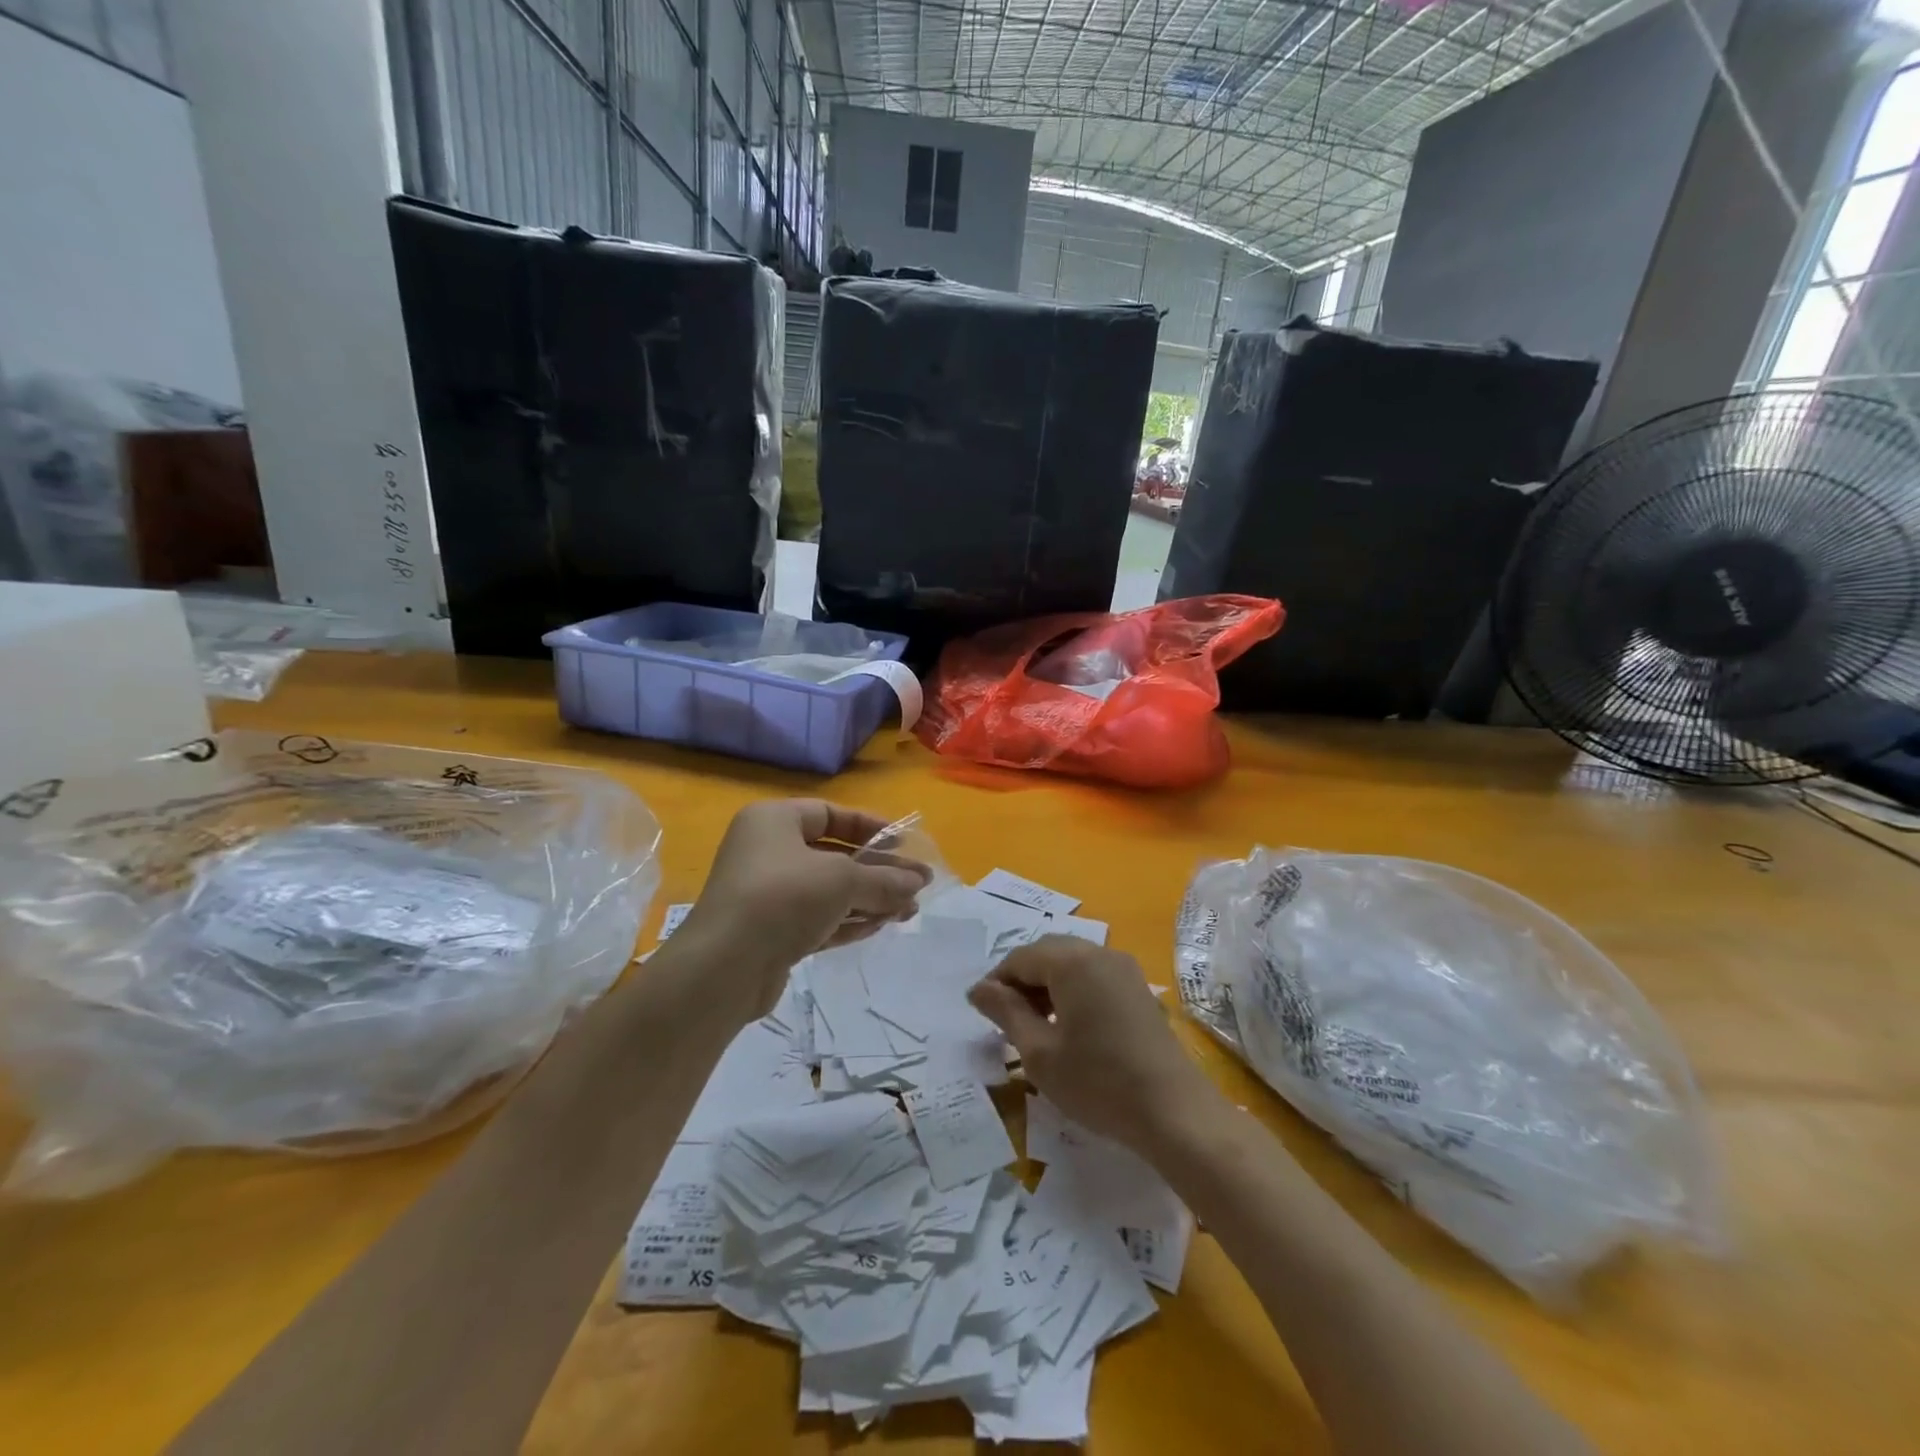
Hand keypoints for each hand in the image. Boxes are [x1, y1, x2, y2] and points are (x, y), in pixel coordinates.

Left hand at [676, 800, 929, 1022]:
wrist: (724, 967)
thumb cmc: (784, 898)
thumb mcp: (843, 880)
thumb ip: (885, 879)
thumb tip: (918, 882)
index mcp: (774, 821)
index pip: (829, 813)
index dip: (869, 826)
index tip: (903, 843)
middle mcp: (766, 851)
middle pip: (833, 855)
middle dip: (877, 871)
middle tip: (917, 886)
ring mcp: (766, 894)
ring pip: (828, 890)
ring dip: (869, 899)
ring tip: (908, 912)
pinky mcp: (770, 932)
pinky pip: (816, 918)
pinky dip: (848, 921)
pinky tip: (880, 927)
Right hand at [968, 937, 1220, 1154]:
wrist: (1173, 1112)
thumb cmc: (1097, 1082)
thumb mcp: (1039, 1053)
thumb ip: (1006, 1012)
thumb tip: (978, 989)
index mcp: (1072, 961)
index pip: (1020, 958)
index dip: (996, 983)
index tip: (982, 1013)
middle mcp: (1099, 952)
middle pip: (1047, 954)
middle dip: (1022, 981)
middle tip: (1006, 1021)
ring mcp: (1124, 969)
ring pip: (1071, 963)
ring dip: (1047, 986)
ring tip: (1034, 1026)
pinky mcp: (1139, 989)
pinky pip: (1094, 976)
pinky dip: (1072, 991)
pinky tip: (1069, 1027)